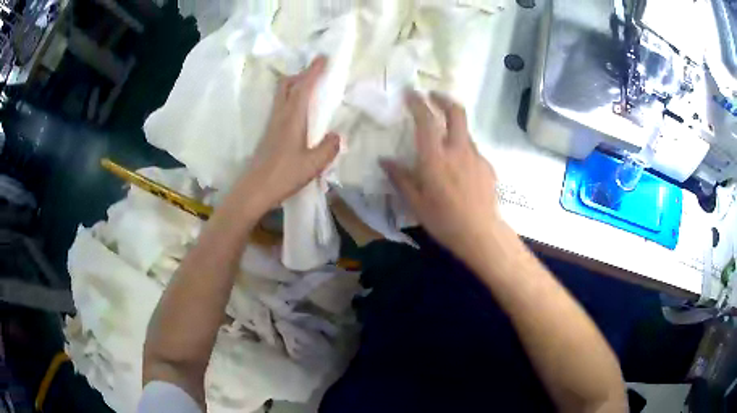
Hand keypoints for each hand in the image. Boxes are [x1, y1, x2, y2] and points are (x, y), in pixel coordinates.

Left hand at [242, 57, 340, 212]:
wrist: (254, 190)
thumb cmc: (284, 175)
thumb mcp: (313, 164)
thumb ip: (329, 148)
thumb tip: (337, 136)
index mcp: (292, 118)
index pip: (303, 87)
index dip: (313, 71)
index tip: (322, 58)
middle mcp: (280, 116)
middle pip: (287, 86)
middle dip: (301, 74)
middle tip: (316, 73)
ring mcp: (272, 125)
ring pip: (282, 96)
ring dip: (295, 86)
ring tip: (311, 89)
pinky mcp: (269, 134)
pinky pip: (281, 107)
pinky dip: (291, 100)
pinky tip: (300, 113)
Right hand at [381, 91, 501, 260]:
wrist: (481, 233)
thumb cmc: (444, 220)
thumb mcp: (416, 202)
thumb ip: (400, 177)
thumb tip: (384, 160)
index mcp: (435, 157)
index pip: (426, 119)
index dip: (417, 102)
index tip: (410, 92)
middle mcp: (457, 149)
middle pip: (456, 112)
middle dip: (443, 99)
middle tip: (433, 96)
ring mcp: (476, 156)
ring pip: (464, 131)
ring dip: (453, 125)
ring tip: (443, 138)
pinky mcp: (487, 166)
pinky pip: (472, 150)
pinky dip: (463, 149)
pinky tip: (459, 168)